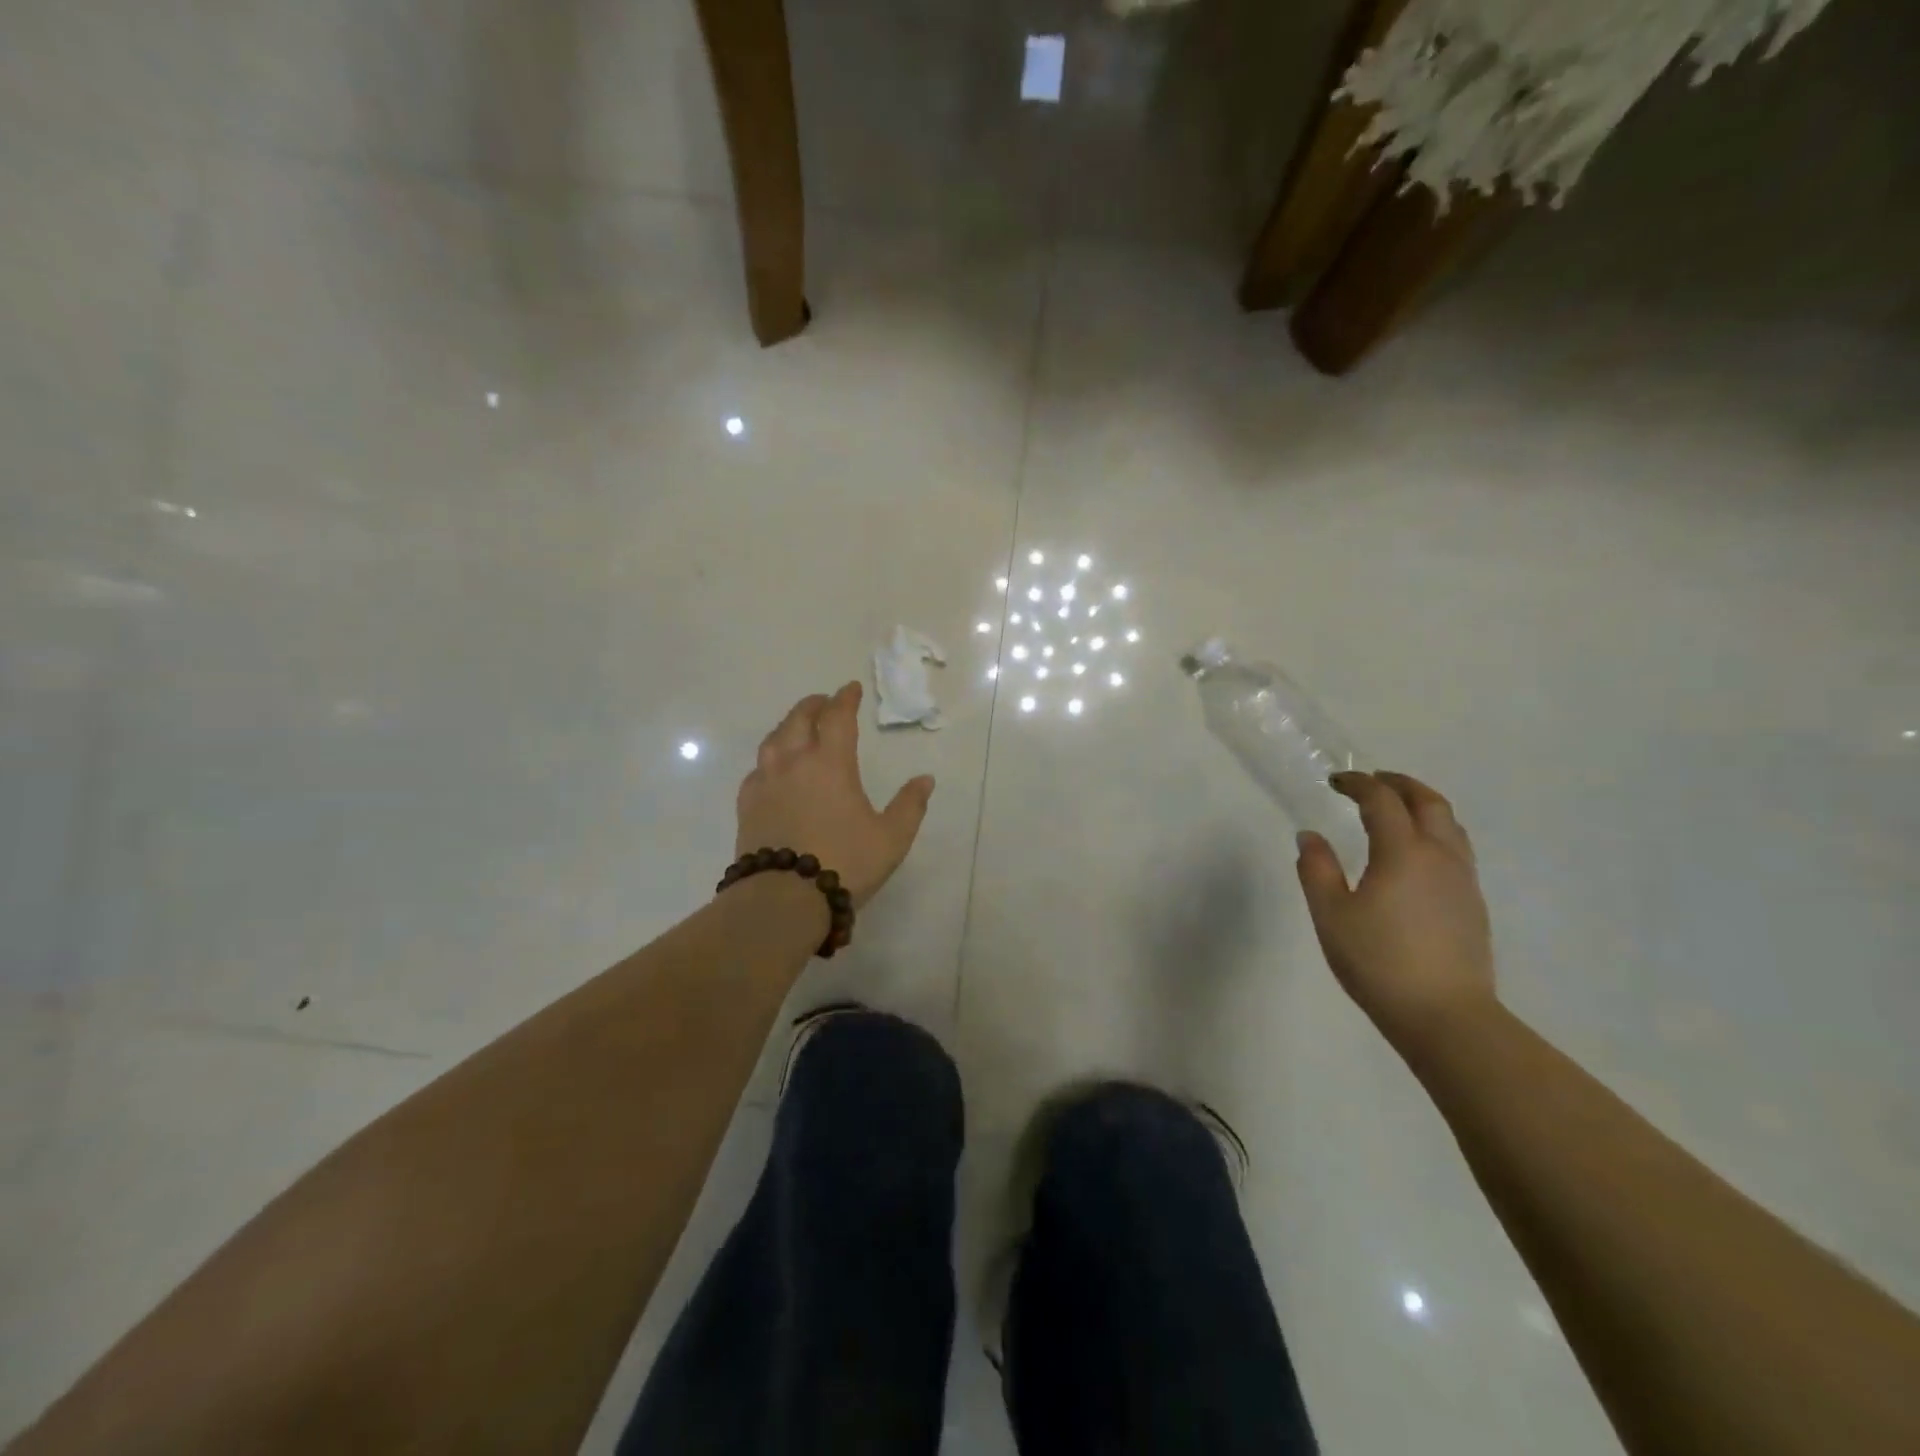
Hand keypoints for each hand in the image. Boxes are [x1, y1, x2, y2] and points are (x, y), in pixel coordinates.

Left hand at [737, 682, 934, 908]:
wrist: (784, 899)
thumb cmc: (844, 863)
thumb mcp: (891, 838)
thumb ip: (910, 805)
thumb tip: (925, 779)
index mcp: (830, 763)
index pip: (837, 717)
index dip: (845, 699)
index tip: (851, 689)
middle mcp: (794, 763)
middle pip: (799, 720)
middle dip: (813, 705)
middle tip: (824, 702)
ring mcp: (765, 783)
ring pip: (773, 740)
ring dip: (788, 726)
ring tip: (797, 728)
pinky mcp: (747, 806)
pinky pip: (757, 769)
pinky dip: (770, 758)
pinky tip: (774, 770)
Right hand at [1295, 770, 1496, 1052]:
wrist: (1445, 1016)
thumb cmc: (1378, 961)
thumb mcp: (1331, 915)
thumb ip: (1316, 869)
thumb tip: (1310, 836)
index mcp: (1403, 852)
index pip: (1382, 800)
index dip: (1358, 784)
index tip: (1335, 781)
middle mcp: (1440, 856)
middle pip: (1428, 802)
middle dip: (1399, 784)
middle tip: (1372, 781)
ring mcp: (1463, 880)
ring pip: (1450, 825)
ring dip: (1422, 805)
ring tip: (1397, 810)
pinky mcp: (1472, 904)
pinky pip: (1456, 849)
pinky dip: (1435, 832)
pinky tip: (1416, 855)